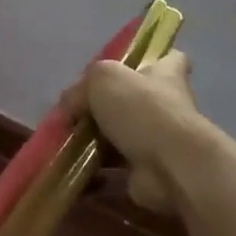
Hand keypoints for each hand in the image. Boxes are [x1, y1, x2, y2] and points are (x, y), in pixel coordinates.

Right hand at [63, 52, 204, 214]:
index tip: (127, 68)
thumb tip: (69, 108)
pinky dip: (92, 176)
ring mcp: (158, 142)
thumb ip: (82, 88)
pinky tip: (69, 172)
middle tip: (74, 113)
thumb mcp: (103, 78)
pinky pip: (113, 173)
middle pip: (135, 102)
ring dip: (94, 144)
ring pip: (120, 139)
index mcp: (165, 75)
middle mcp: (166, 107)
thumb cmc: (143, 110)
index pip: (168, 59)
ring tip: (64, 144)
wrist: (171, 166)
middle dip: (105, 108)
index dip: (151, 60)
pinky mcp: (147, 173)